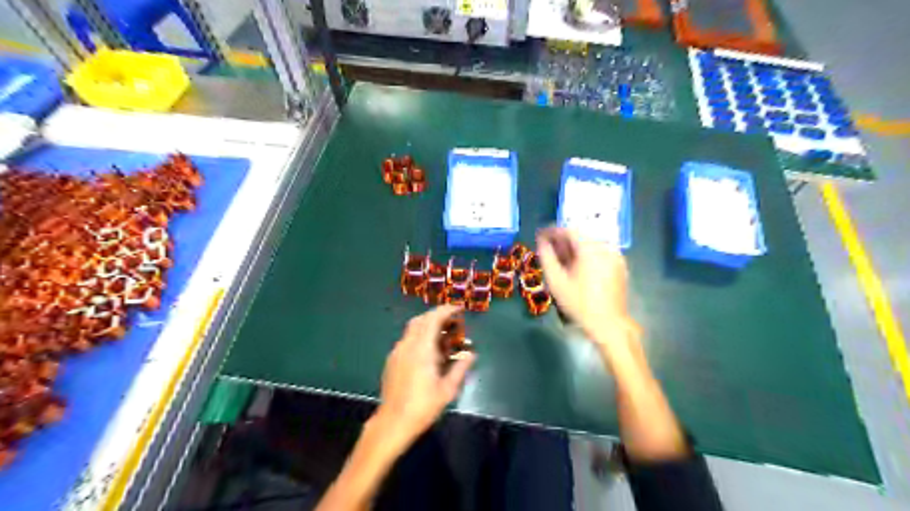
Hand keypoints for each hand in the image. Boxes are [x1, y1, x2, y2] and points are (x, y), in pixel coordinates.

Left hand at [376, 305, 477, 448]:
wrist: (392, 423)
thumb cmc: (423, 407)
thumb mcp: (447, 390)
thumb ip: (460, 368)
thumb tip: (471, 354)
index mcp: (422, 349)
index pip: (433, 319)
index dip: (447, 310)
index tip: (459, 309)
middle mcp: (407, 345)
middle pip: (421, 320)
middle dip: (437, 316)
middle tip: (453, 322)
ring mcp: (397, 352)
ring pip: (413, 329)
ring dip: (428, 326)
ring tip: (443, 337)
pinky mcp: (392, 360)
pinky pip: (407, 340)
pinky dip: (420, 337)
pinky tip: (429, 352)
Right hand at [535, 228, 633, 344]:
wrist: (608, 324)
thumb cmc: (579, 303)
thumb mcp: (556, 281)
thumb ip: (546, 257)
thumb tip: (542, 242)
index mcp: (590, 249)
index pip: (569, 230)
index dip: (552, 231)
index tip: (540, 235)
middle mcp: (605, 247)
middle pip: (580, 236)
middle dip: (563, 240)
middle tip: (548, 248)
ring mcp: (615, 256)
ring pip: (590, 244)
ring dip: (574, 248)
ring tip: (561, 259)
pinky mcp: (620, 265)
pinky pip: (599, 253)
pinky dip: (586, 255)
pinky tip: (576, 267)